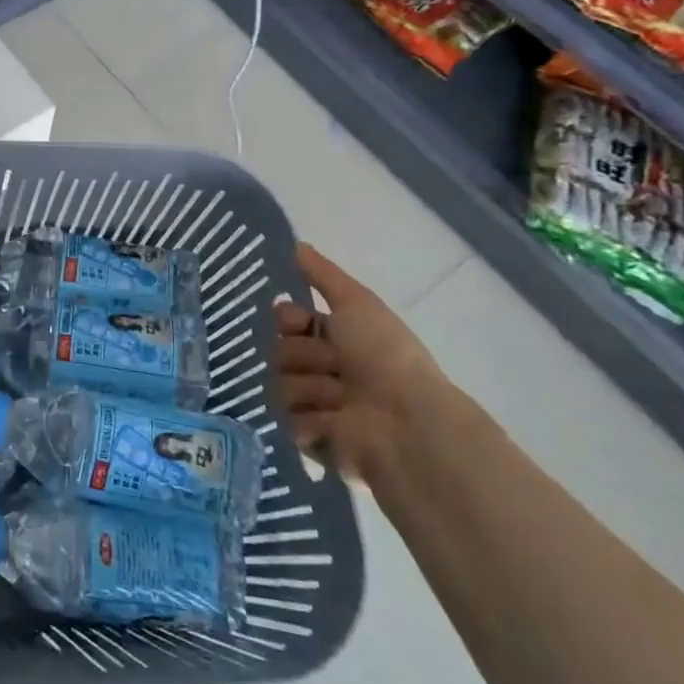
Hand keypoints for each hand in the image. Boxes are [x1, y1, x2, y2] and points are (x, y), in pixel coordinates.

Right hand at [271, 244, 451, 482]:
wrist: (406, 422)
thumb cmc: (385, 356)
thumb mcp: (358, 303)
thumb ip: (323, 275)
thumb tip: (297, 244)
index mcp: (333, 338)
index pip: (284, 319)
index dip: (287, 318)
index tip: (298, 321)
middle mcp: (322, 368)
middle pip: (278, 350)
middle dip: (303, 356)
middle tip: (334, 366)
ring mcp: (315, 405)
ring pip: (279, 384)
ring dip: (310, 388)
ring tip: (341, 399)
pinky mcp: (310, 439)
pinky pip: (287, 419)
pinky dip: (311, 420)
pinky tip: (335, 423)